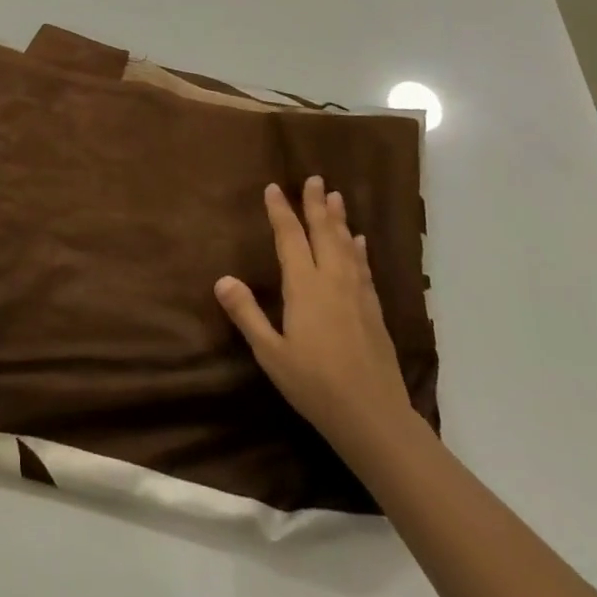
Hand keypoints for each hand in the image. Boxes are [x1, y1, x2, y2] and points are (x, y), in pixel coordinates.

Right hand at [215, 176, 415, 459]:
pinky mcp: (374, 311)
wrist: (374, 417)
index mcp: (304, 287)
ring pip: (347, 246)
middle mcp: (332, 281)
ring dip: (340, 220)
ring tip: (337, 197)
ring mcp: (357, 295)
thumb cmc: (314, 385)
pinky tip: (360, 242)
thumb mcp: (271, 353)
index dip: (281, 211)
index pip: (290, 238)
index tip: (274, 187)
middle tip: (315, 178)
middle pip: (324, 233)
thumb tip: (222, 279)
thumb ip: (246, 314)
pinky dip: (359, 249)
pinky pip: (363, 268)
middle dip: (316, 204)